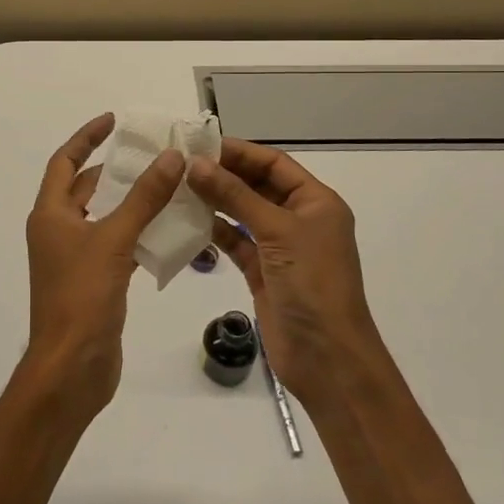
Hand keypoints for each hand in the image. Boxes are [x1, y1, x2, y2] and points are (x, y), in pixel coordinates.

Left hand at [23, 113, 185, 414]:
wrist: (71, 367)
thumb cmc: (82, 297)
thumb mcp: (114, 240)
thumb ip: (143, 198)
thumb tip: (170, 157)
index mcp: (51, 214)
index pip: (65, 162)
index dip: (87, 137)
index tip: (114, 121)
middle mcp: (58, 231)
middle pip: (87, 188)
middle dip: (117, 170)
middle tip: (155, 155)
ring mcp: (75, 258)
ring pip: (105, 217)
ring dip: (132, 202)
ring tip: (169, 186)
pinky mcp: (94, 281)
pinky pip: (117, 245)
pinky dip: (138, 234)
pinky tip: (168, 231)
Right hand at [187, 139, 383, 412]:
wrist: (326, 357)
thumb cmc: (312, 284)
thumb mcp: (276, 231)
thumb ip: (235, 196)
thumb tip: (196, 164)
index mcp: (316, 202)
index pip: (274, 163)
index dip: (239, 152)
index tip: (198, 146)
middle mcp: (299, 219)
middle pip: (257, 185)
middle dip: (223, 174)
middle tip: (180, 165)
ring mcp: (280, 247)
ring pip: (242, 213)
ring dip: (215, 201)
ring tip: (177, 189)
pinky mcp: (262, 272)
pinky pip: (235, 241)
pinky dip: (214, 231)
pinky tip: (187, 221)